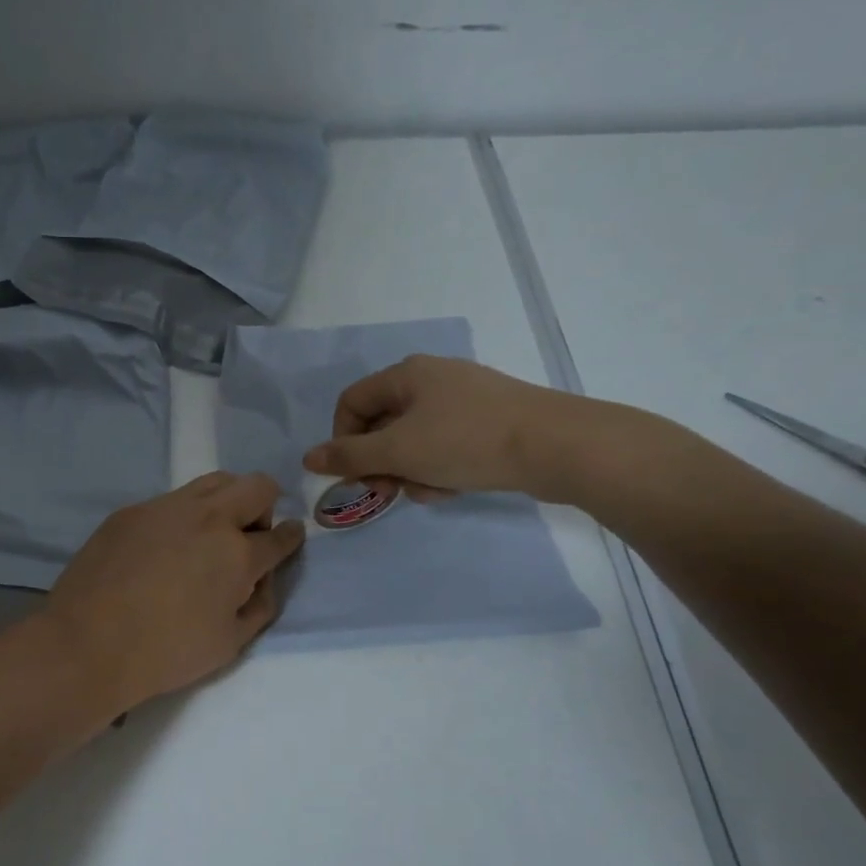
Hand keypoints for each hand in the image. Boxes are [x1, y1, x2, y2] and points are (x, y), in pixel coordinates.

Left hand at [43, 472, 305, 712]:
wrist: (88, 644)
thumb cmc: (165, 653)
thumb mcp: (229, 644)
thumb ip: (259, 605)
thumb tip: (263, 578)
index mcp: (237, 553)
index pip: (279, 536)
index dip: (290, 537)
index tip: (289, 537)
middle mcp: (207, 518)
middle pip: (255, 486)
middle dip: (264, 507)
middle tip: (246, 537)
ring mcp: (165, 508)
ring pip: (213, 482)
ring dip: (224, 502)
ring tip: (207, 536)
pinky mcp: (131, 511)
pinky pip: (170, 501)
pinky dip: (181, 518)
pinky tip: (161, 550)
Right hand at [302, 355, 613, 502]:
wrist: (557, 445)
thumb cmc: (466, 441)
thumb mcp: (398, 451)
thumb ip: (349, 456)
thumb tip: (308, 458)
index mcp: (406, 374)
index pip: (351, 403)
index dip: (342, 439)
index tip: (354, 474)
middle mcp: (432, 379)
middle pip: (383, 423)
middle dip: (381, 462)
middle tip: (388, 491)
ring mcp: (464, 399)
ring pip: (414, 440)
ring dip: (411, 470)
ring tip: (430, 491)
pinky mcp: (489, 421)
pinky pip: (445, 445)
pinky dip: (440, 468)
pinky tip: (454, 487)